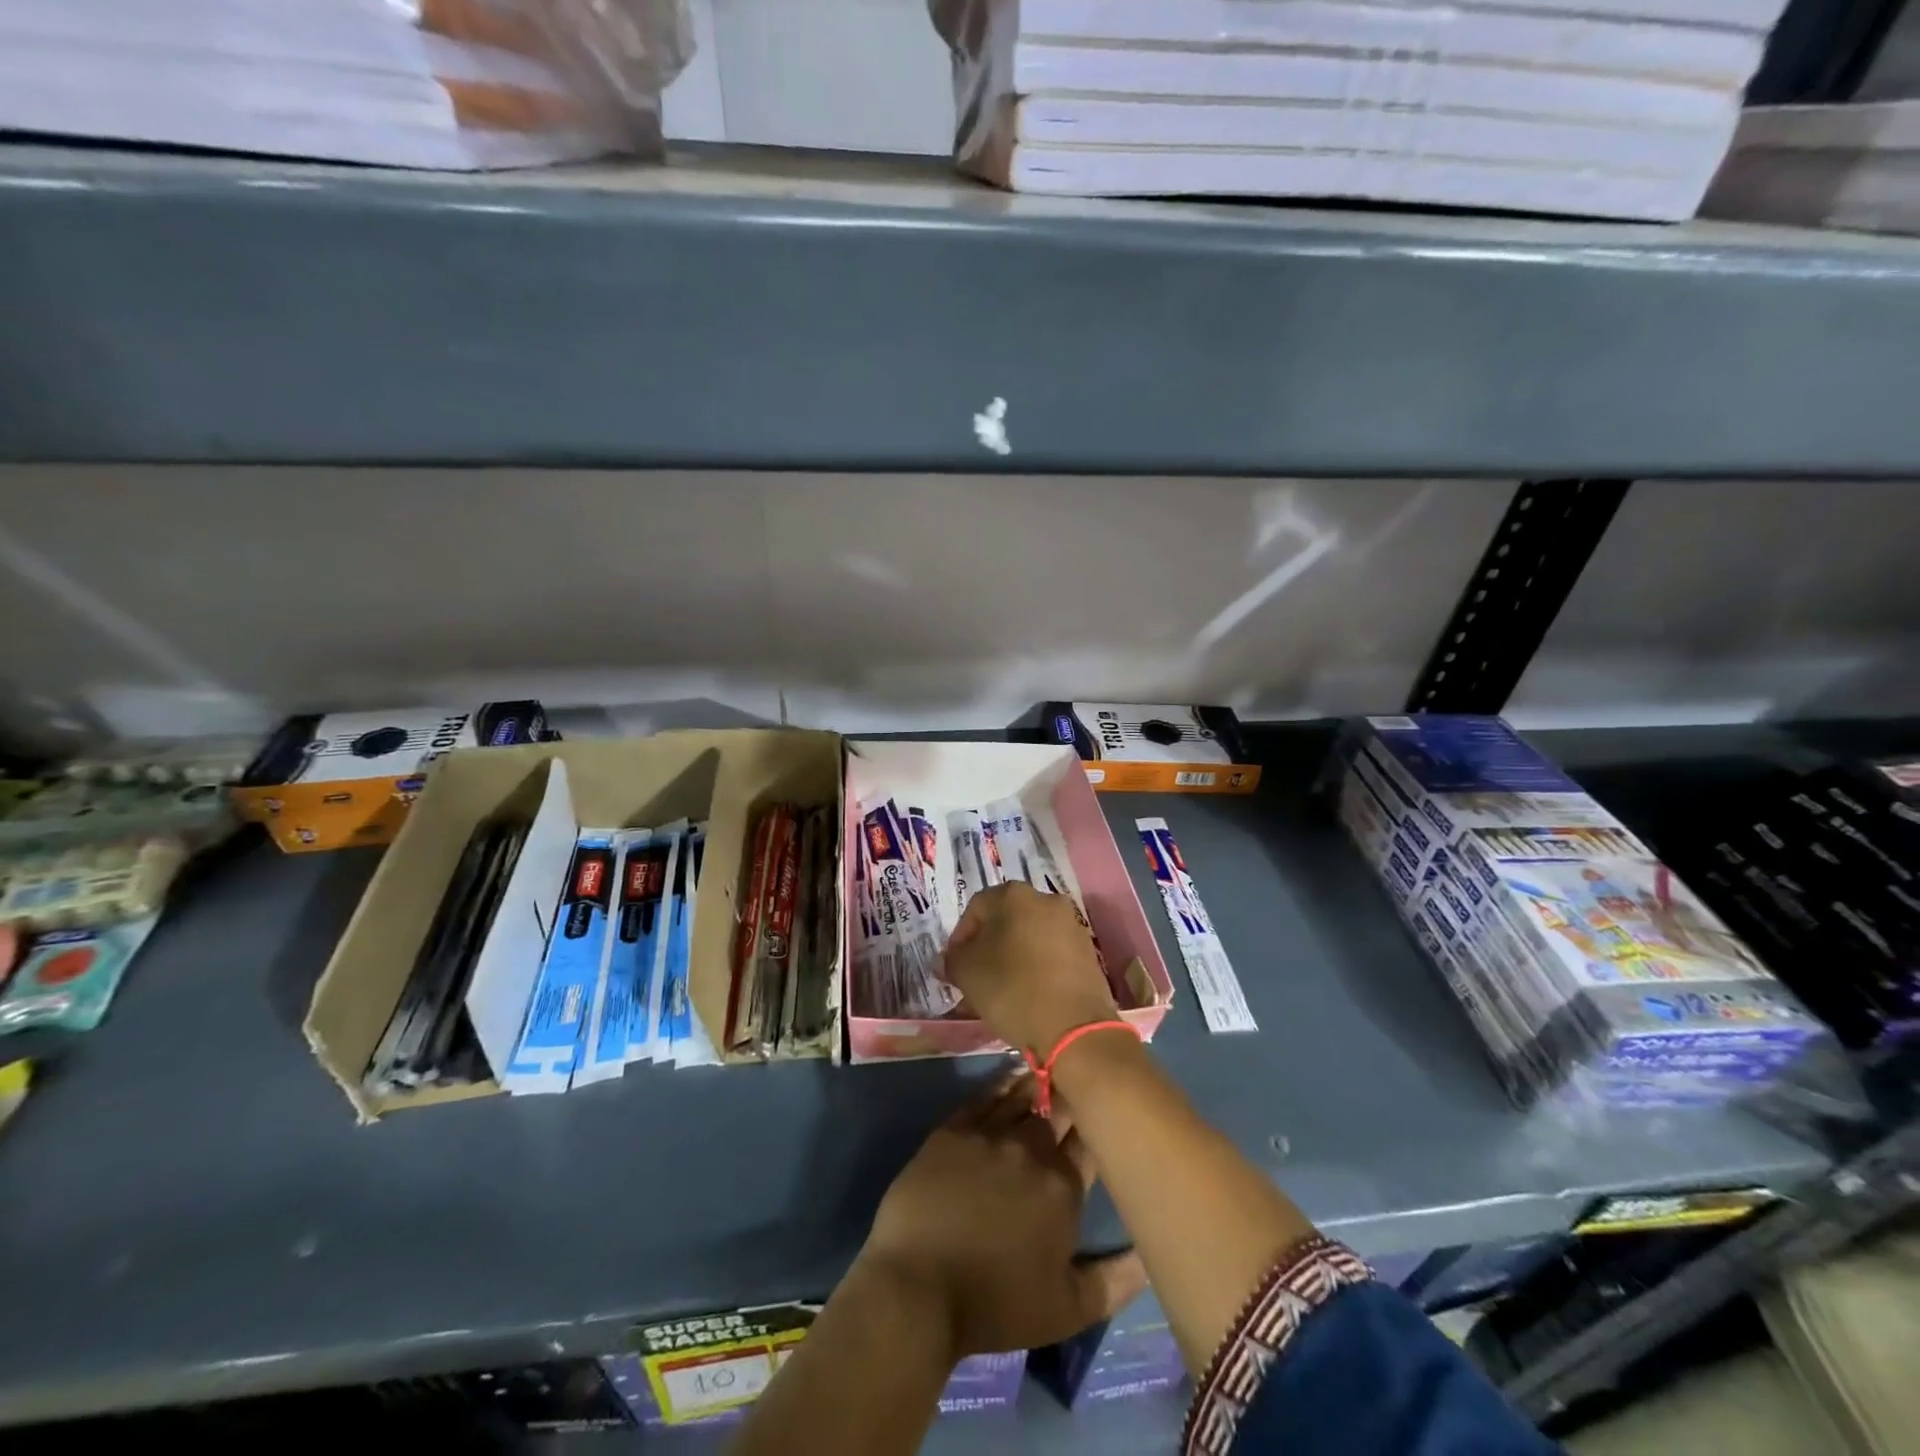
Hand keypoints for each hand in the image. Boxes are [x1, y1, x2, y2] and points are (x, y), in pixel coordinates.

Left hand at [858, 1074, 1145, 1359]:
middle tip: (1080, 1082)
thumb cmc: (996, 1302)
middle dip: (1073, 1096)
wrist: (918, 1286)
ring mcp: (990, 1133)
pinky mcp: (954, 1129)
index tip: (1107, 1110)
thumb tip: (1150, 1254)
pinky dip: (1003, 1083)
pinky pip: (986, 1096)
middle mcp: (1031, 1148)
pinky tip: (1012, 1074)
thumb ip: (1116, 1281)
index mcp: (1063, 1186)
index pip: (1091, 1140)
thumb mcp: (1068, 1309)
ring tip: (1051, 1066)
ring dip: (1040, 1083)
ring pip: (1024, 1095)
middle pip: (1059, 1109)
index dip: (1100, 1122)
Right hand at [942, 882, 1119, 1053]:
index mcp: (1014, 895)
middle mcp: (1046, 900)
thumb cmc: (1012, 988)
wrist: (1073, 1026)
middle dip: (988, 947)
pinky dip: (1037, 968)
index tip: (954, 966)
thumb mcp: (967, 973)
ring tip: (1001, 990)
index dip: (960, 938)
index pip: (976, 908)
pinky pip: (1052, 954)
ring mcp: (1071, 925)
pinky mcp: (1088, 952)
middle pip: (1006, 920)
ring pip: (1030, 937)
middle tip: (975, 977)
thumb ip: (952, 960)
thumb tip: (948, 960)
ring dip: (1013, 957)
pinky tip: (1028, 994)